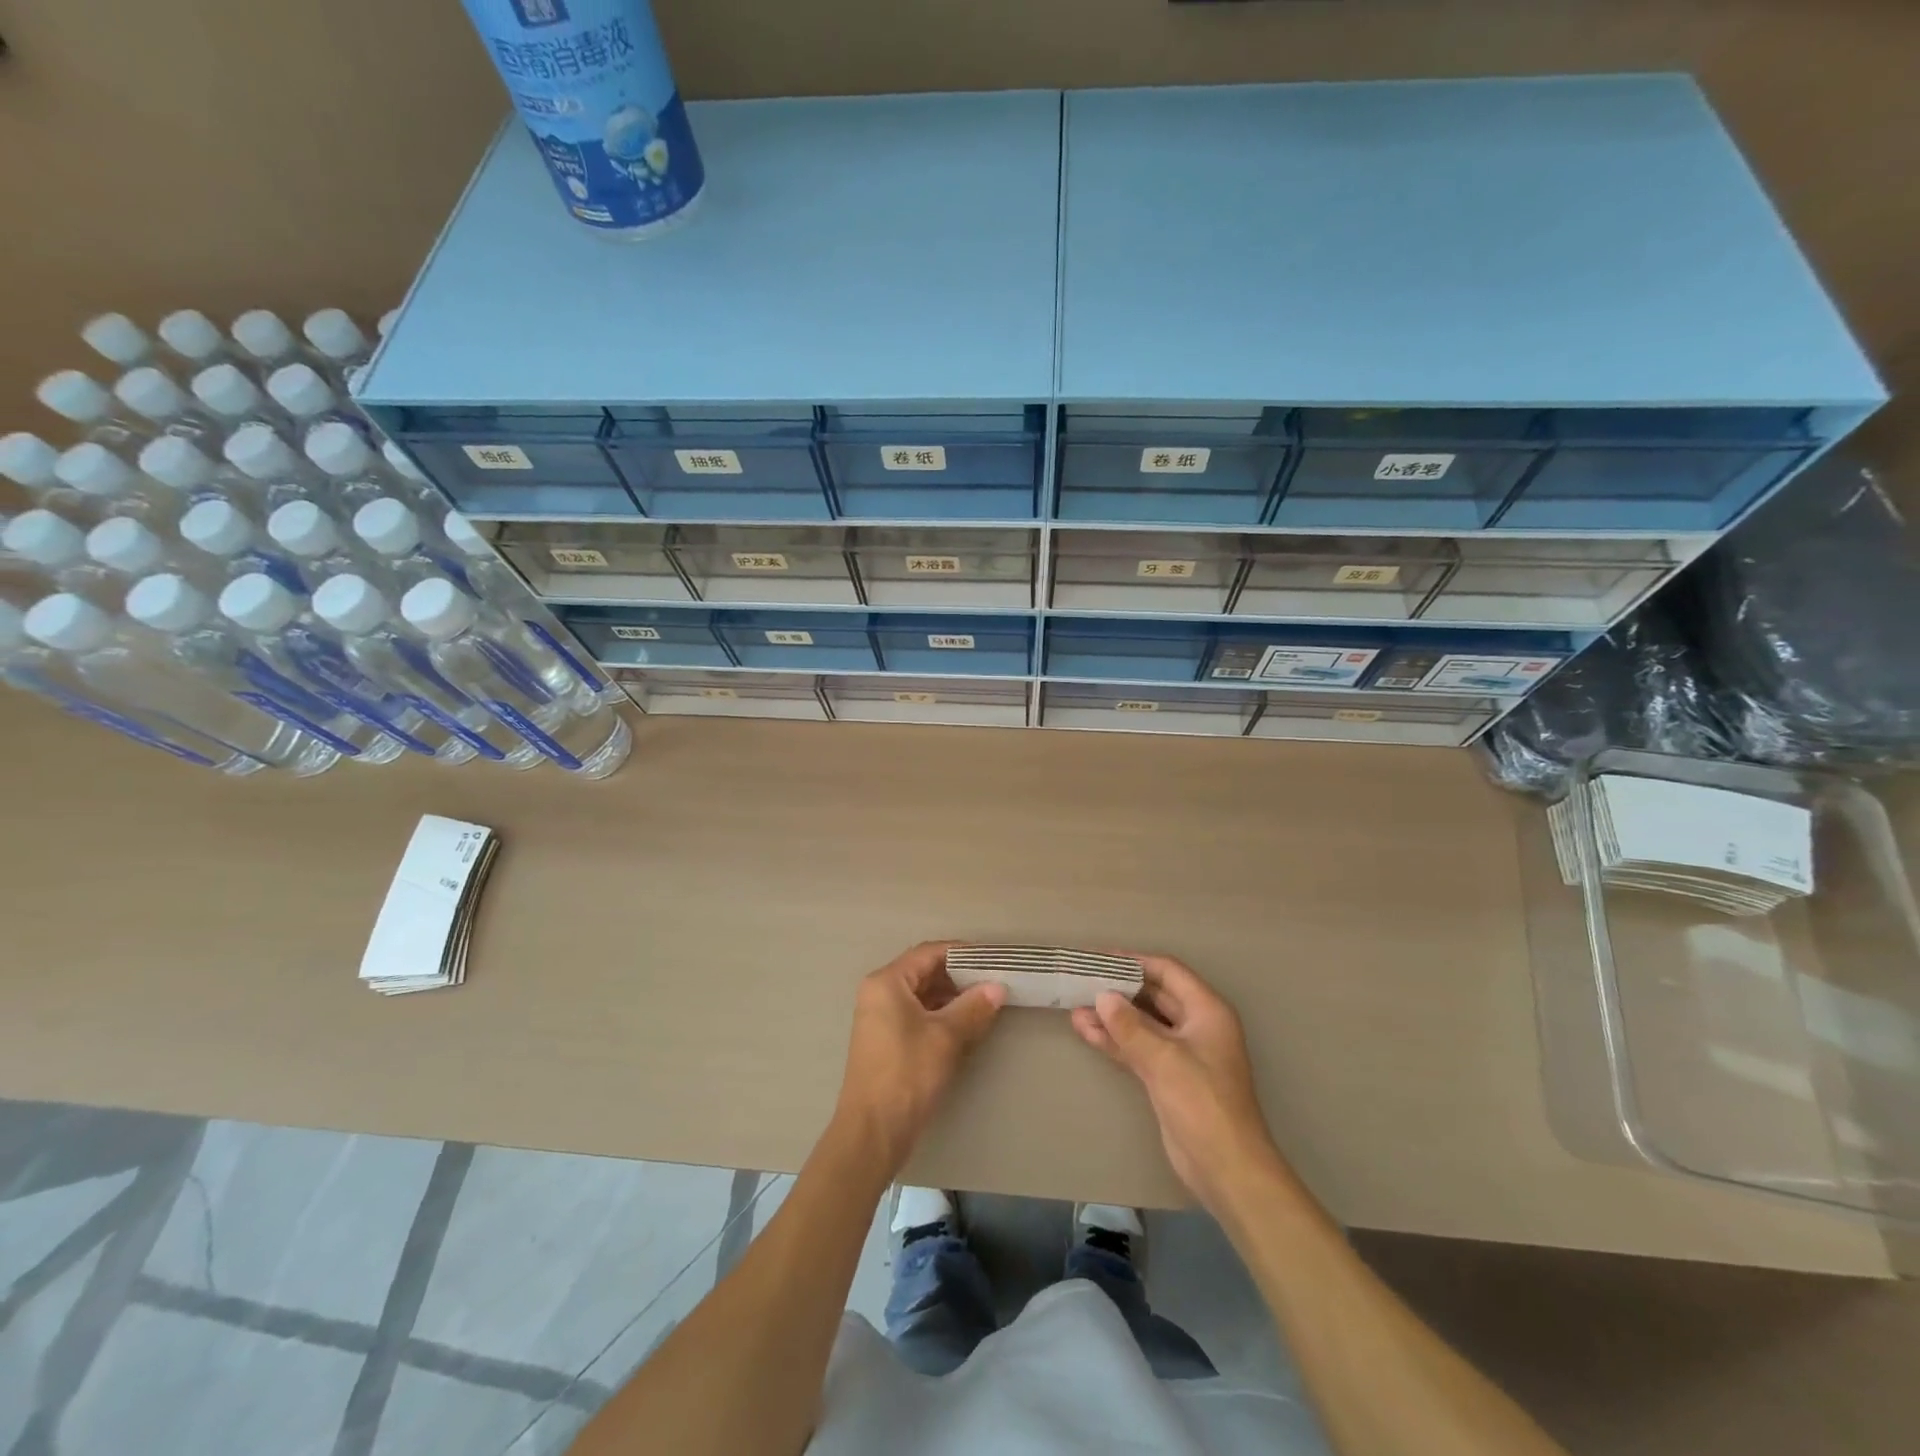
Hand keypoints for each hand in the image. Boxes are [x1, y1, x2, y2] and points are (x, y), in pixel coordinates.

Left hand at [832, 942, 1006, 1174]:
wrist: (873, 1132)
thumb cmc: (907, 1074)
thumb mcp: (945, 1037)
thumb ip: (973, 1007)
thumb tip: (997, 987)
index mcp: (887, 982)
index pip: (928, 953)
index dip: (961, 953)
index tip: (991, 959)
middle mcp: (879, 993)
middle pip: (924, 972)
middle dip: (959, 977)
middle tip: (993, 982)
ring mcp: (880, 1018)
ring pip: (922, 995)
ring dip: (952, 998)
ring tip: (986, 1003)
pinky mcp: (886, 1040)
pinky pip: (917, 1015)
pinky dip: (941, 1016)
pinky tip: (966, 1026)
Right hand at [1071, 954, 1281, 1212]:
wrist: (1226, 1169)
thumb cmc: (1202, 1103)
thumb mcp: (1164, 1059)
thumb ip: (1130, 1026)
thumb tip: (1102, 997)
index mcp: (1207, 1011)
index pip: (1167, 972)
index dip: (1134, 961)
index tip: (1099, 958)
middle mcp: (1196, 1025)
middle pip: (1154, 995)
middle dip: (1119, 989)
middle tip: (1082, 980)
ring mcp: (1182, 1053)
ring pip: (1142, 1024)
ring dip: (1112, 1016)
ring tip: (1074, 1006)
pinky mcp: (1168, 1077)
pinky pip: (1138, 1048)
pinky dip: (1115, 1040)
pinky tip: (1086, 1031)